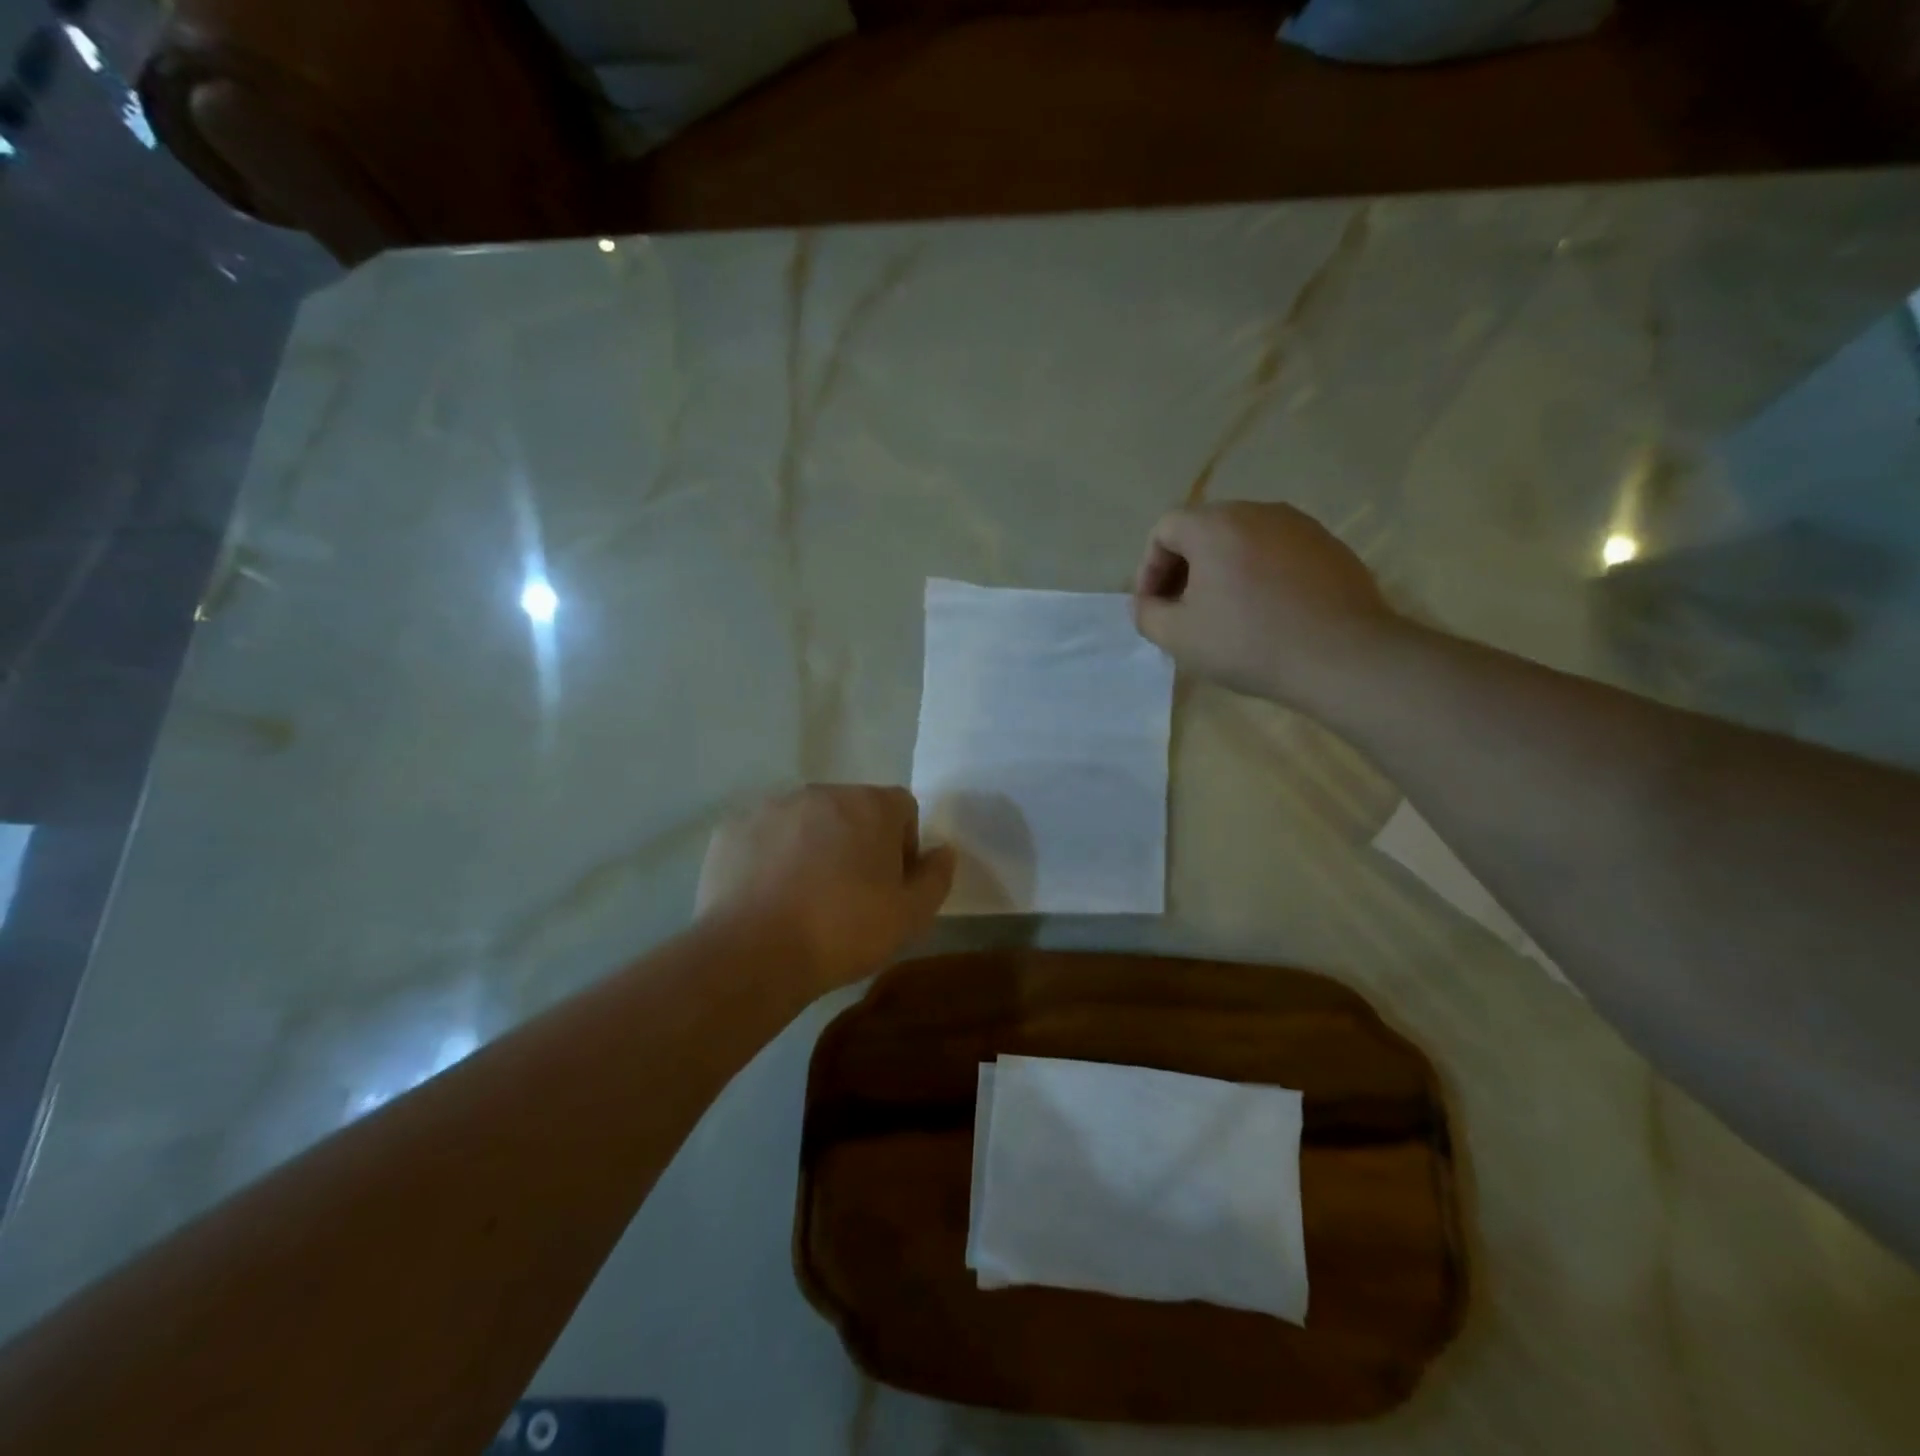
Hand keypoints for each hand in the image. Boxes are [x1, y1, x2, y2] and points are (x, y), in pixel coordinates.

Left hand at [696, 785, 955, 993]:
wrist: (754, 952)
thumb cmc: (844, 931)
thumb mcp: (911, 916)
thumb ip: (936, 877)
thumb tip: (943, 851)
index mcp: (871, 805)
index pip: (902, 808)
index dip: (903, 845)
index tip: (891, 884)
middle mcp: (822, 792)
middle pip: (852, 809)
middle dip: (857, 841)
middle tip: (849, 893)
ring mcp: (773, 806)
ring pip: (806, 820)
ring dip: (813, 845)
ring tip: (804, 896)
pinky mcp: (733, 827)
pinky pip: (765, 835)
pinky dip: (771, 855)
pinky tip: (767, 895)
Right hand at [1131, 502, 1403, 711]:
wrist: (1342, 656)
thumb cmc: (1248, 642)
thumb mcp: (1178, 636)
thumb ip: (1147, 613)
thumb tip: (1147, 602)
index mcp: (1215, 525)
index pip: (1165, 528)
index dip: (1149, 568)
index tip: (1153, 606)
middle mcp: (1257, 511)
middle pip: (1204, 529)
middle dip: (1184, 568)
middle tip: (1182, 610)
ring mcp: (1299, 525)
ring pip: (1243, 540)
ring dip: (1222, 571)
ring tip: (1224, 613)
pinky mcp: (1330, 546)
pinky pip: (1278, 552)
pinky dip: (1259, 574)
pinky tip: (1267, 613)